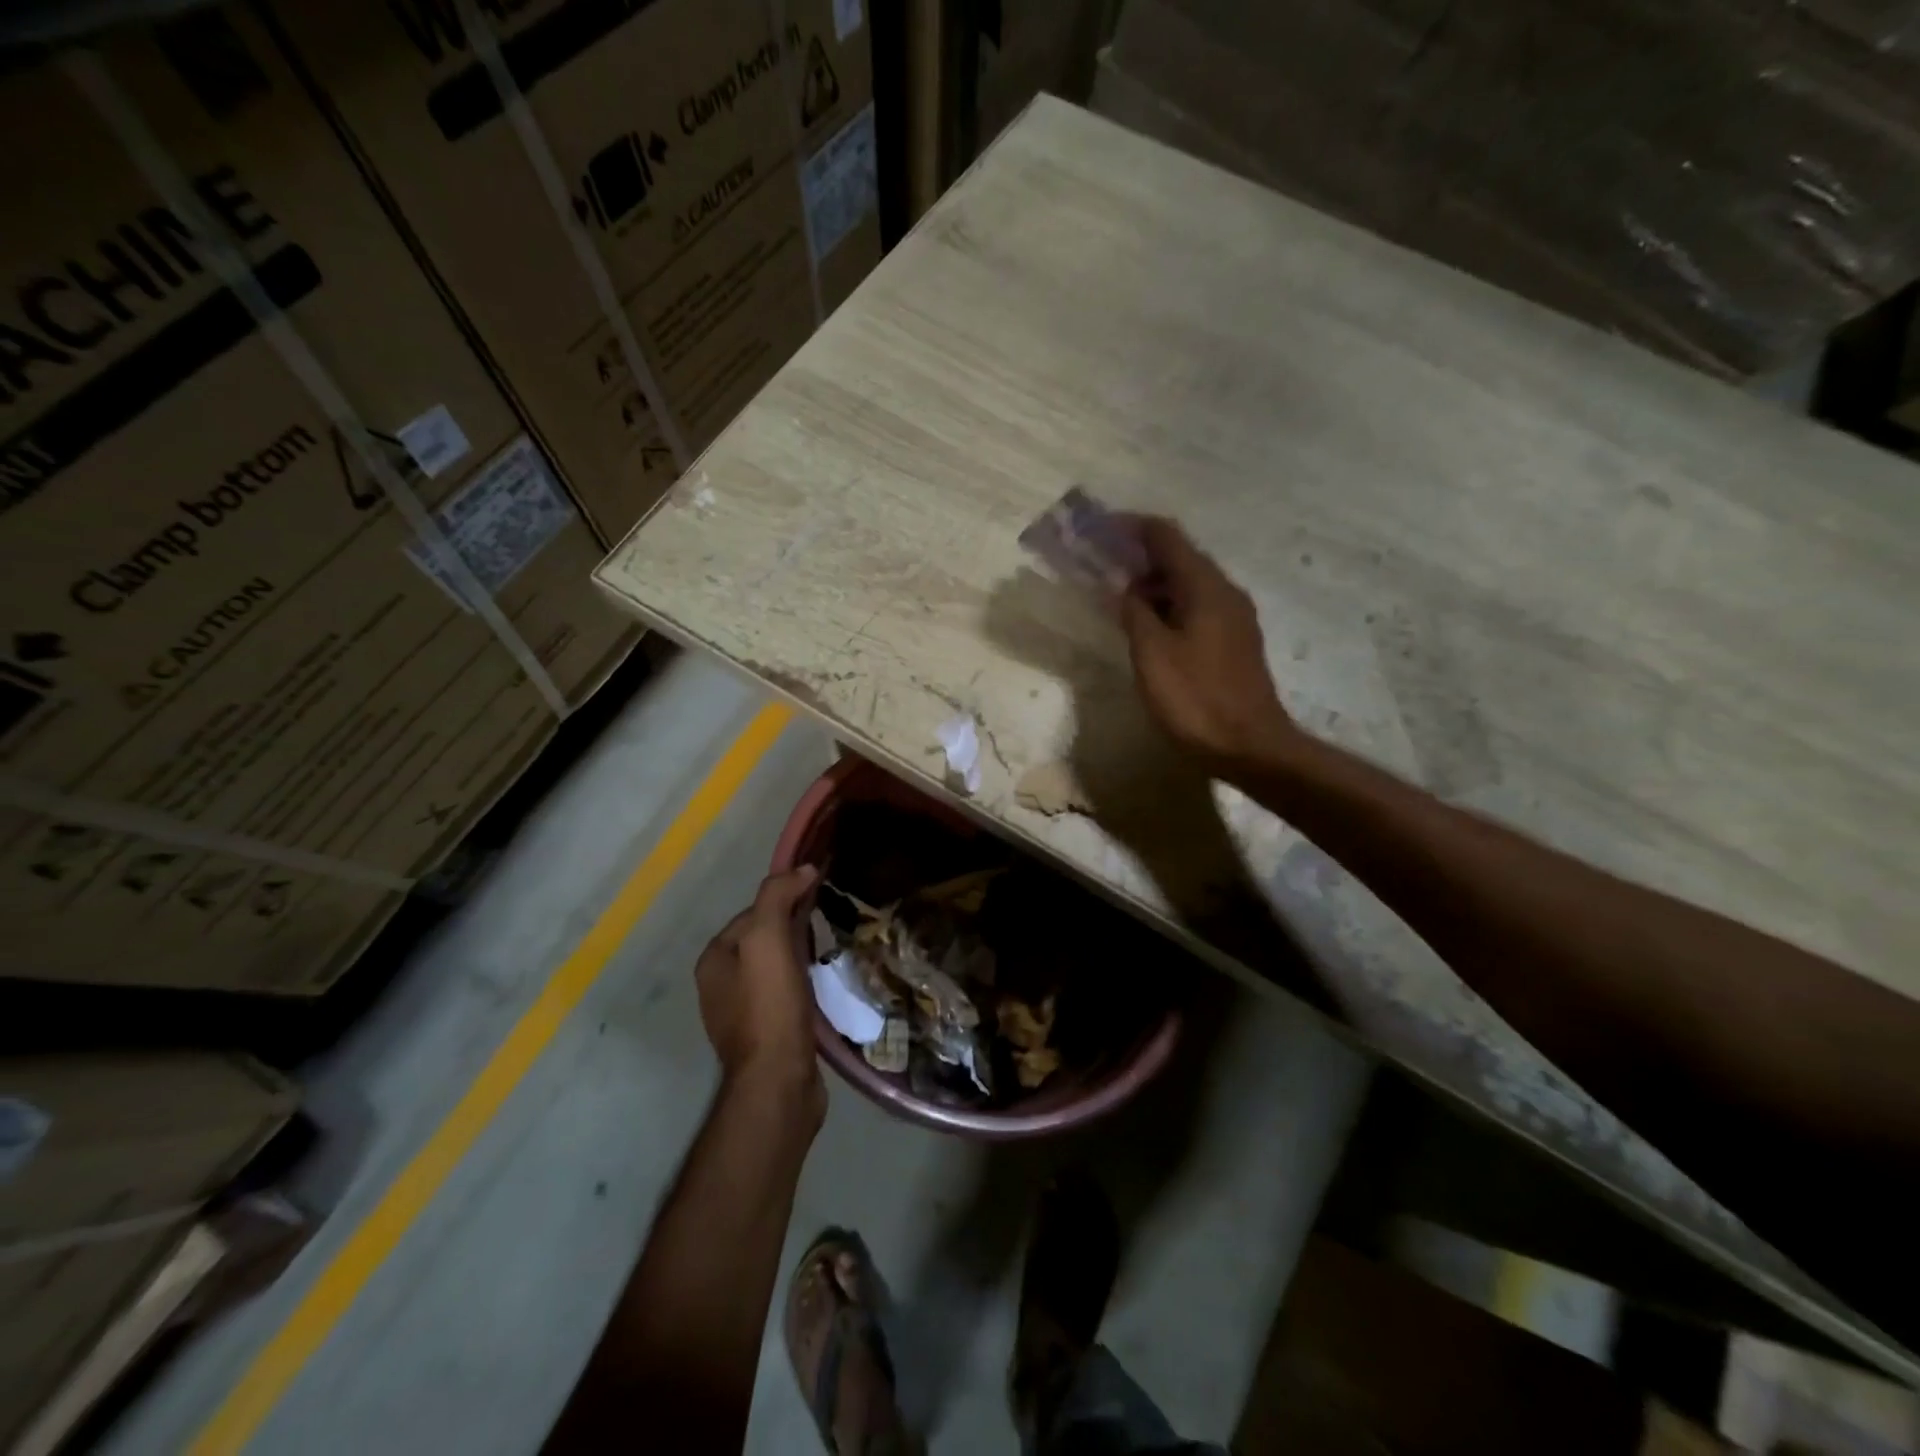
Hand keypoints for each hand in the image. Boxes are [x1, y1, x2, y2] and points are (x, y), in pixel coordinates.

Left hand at [696, 866, 823, 1108]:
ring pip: (776, 969)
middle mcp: (720, 985)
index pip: (753, 912)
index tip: (818, 900)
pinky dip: (804, 986)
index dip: (785, 901)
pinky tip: (823, 989)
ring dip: (801, 958)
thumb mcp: (768, 938)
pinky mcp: (766, 1036)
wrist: (779, 1082)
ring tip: (830, 955)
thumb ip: (778, 896)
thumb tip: (802, 868)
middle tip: (828, 925)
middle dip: (795, 929)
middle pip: (764, 940)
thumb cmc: (770, 1005)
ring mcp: (741, 1014)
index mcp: (714, 959)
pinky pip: (785, 996)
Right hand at [1119, 516, 1297, 767]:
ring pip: (1188, 585)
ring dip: (1153, 585)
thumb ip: (1135, 613)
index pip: (1167, 537)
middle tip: (1103, 567)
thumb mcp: (1152, 654)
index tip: (1101, 530)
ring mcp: (1234, 618)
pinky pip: (1197, 608)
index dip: (1132, 527)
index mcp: (1205, 587)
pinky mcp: (1234, 642)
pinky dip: (1169, 607)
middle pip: (1180, 558)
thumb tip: (1125, 588)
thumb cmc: (1196, 698)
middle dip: (1140, 557)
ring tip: (1119, 600)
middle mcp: (1225, 592)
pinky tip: (1148, 628)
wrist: (1250, 746)